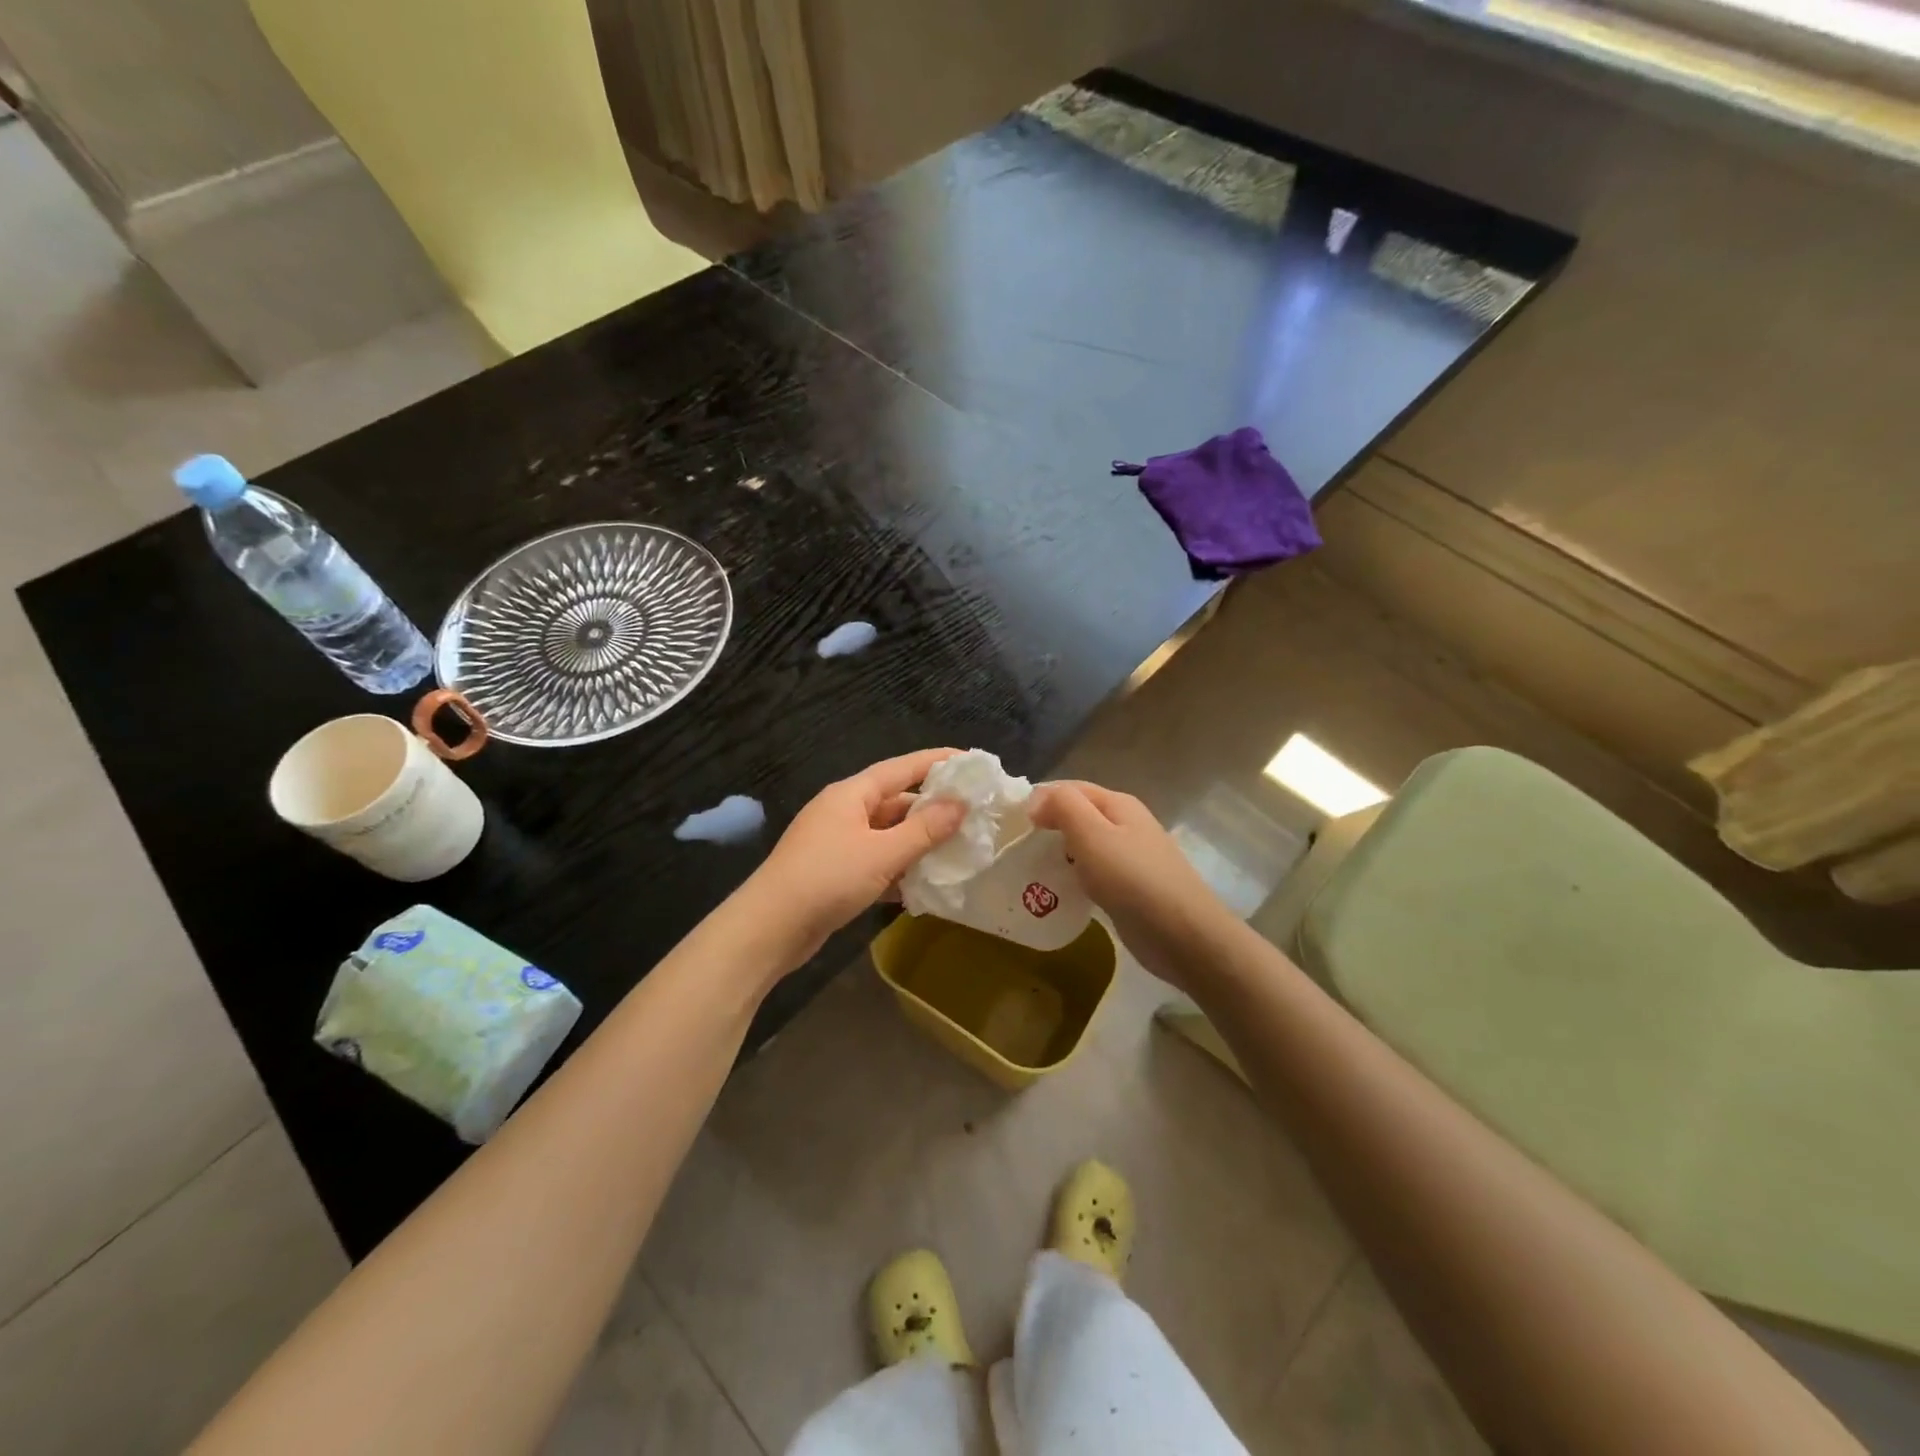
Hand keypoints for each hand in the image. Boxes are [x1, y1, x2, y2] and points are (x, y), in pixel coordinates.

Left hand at [740, 749, 967, 966]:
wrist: (770, 929)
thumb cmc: (827, 879)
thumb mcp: (882, 853)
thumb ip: (925, 829)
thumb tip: (960, 803)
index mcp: (851, 794)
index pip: (901, 768)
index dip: (937, 762)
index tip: (970, 763)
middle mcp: (843, 811)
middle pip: (895, 801)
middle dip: (932, 808)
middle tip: (972, 815)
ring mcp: (836, 842)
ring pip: (887, 833)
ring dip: (918, 842)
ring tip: (956, 849)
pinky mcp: (834, 871)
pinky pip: (875, 859)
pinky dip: (898, 867)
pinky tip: (923, 883)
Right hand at [1028, 780, 1234, 991]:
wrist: (1184, 936)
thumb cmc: (1133, 880)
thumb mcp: (1092, 835)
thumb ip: (1063, 807)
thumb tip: (1037, 799)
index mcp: (1118, 804)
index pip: (1070, 788)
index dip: (1041, 800)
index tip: (1013, 825)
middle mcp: (1126, 824)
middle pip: (1078, 815)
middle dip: (1048, 826)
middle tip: (1018, 849)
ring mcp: (1131, 857)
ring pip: (1085, 845)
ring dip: (1059, 853)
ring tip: (1033, 870)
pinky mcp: (1131, 887)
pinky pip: (1094, 872)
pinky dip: (1075, 876)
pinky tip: (1061, 892)